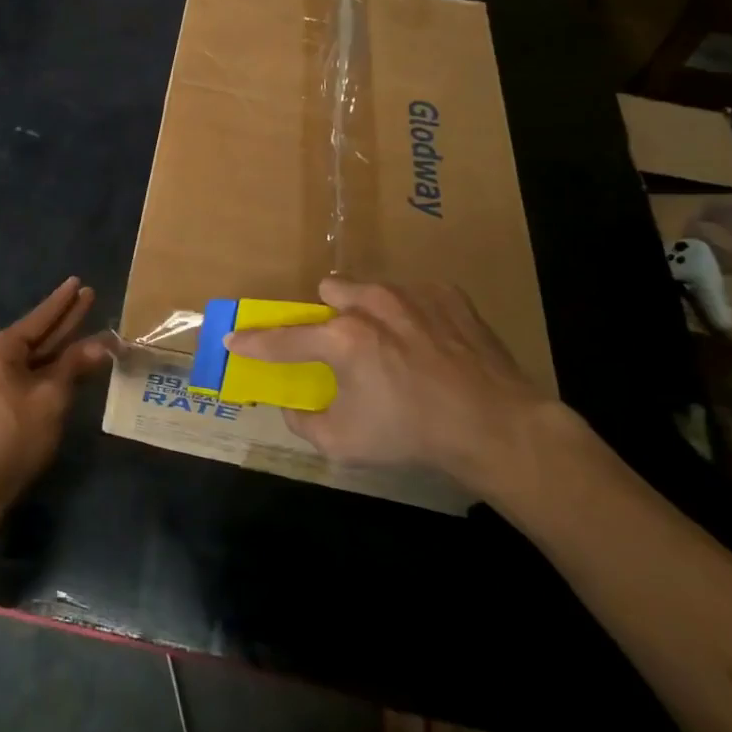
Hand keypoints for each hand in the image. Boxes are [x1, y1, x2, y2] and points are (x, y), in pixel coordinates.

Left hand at [0, 277, 111, 504]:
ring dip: (59, 346)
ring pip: (32, 357)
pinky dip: (48, 368)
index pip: (39, 319)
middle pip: (35, 335)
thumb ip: (74, 365)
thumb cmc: (14, 435)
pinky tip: (66, 363)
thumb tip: (100, 344)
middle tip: (88, 297)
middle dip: (64, 320)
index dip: (63, 302)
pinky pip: (25, 374)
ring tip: (83, 326)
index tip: (78, 282)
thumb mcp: (51, 396)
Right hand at [224, 277, 564, 497]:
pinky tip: (430, 345)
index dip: (253, 342)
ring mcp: (412, 294)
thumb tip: (292, 406)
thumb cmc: (414, 435)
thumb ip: (305, 422)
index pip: (282, 338)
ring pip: (371, 288)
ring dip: (368, 311)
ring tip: (392, 344)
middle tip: (343, 345)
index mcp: (342, 340)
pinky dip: (411, 315)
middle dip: (328, 314)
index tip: (234, 338)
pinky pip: (413, 294)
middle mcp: (371, 305)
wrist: (497, 426)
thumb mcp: (345, 443)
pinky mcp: (448, 294)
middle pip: (329, 290)